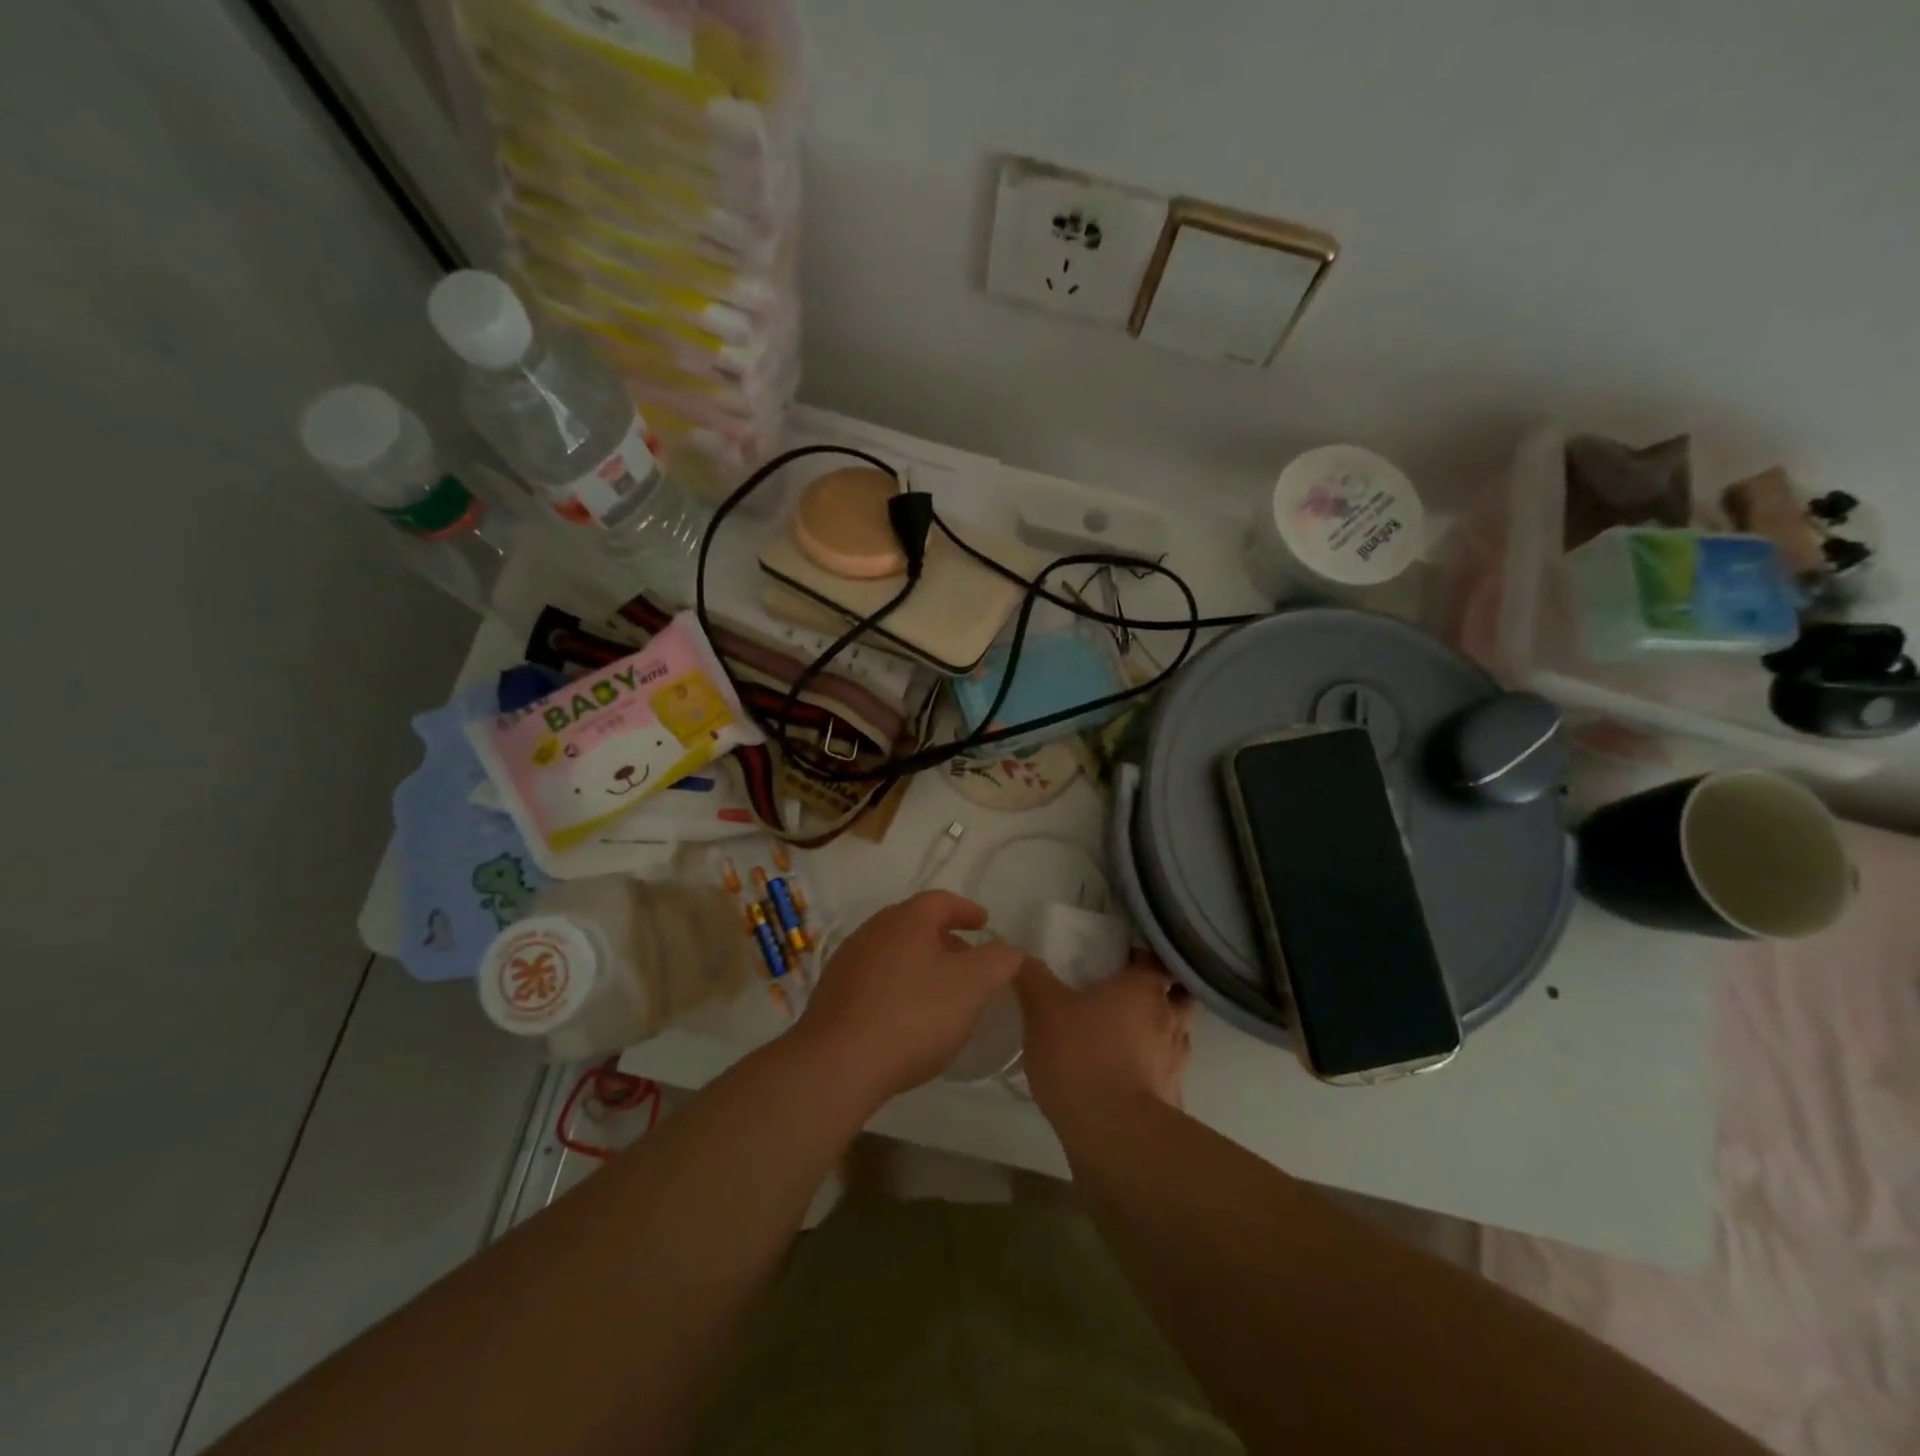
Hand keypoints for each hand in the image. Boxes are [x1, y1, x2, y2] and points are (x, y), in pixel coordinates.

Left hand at [797, 891, 1025, 1103]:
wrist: (837, 1063)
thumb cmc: (913, 1016)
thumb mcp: (972, 987)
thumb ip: (998, 961)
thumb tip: (1009, 949)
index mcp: (907, 919)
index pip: (942, 900)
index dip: (967, 910)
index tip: (985, 924)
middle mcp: (873, 930)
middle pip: (915, 924)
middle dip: (945, 938)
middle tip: (968, 961)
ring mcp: (848, 961)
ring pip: (893, 951)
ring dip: (919, 963)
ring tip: (940, 991)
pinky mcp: (832, 994)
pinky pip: (874, 979)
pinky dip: (897, 986)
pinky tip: (906, 1016)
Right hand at [1016, 954, 1192, 1125]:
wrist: (1113, 1135)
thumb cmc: (1081, 1055)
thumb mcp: (1043, 1008)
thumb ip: (1032, 976)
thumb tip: (1017, 954)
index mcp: (1145, 988)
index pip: (1158, 959)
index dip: (1145, 956)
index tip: (1125, 957)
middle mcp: (1170, 1019)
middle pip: (1176, 997)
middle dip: (1158, 994)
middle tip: (1126, 995)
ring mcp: (1175, 1063)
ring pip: (1173, 1037)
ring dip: (1155, 1034)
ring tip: (1124, 1036)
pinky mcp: (1171, 1100)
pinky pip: (1163, 1075)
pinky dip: (1149, 1072)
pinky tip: (1123, 1078)